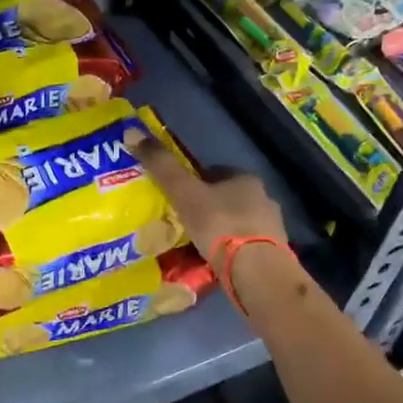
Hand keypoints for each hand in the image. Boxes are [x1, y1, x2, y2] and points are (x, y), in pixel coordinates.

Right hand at [125, 129, 285, 261]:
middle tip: (183, 224)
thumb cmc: (219, 225)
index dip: (194, 183)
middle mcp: (264, 199)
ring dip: (220, 231)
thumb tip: (131, 131)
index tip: (176, 198)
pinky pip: (245, 247)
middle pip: (227, 199)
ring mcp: (271, 228)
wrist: (256, 271)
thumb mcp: (185, 194)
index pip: (215, 173)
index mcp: (245, 179)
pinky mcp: (272, 254)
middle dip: (208, 209)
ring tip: (197, 246)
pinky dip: (230, 251)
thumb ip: (162, 167)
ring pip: (237, 223)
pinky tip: (215, 263)